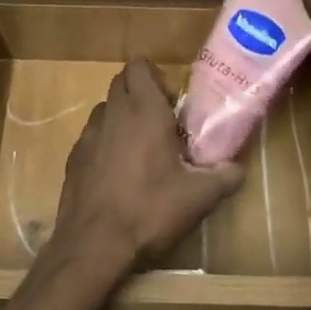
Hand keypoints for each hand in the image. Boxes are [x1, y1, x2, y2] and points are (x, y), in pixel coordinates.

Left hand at [53, 59, 245, 274]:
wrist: (94, 243)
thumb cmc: (150, 210)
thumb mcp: (199, 197)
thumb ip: (224, 176)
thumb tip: (237, 169)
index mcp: (143, 111)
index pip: (139, 66)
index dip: (156, 77)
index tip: (173, 104)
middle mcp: (112, 114)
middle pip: (122, 83)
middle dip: (141, 94)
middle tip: (163, 124)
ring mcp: (88, 135)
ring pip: (106, 109)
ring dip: (123, 118)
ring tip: (141, 149)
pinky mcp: (73, 158)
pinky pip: (93, 136)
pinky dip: (106, 143)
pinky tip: (119, 174)